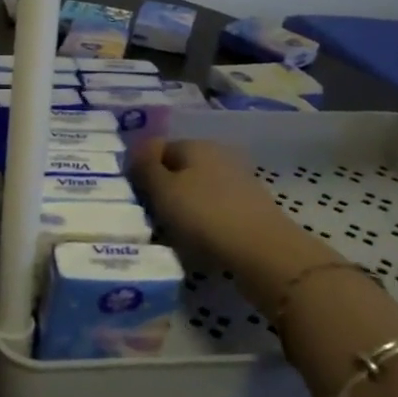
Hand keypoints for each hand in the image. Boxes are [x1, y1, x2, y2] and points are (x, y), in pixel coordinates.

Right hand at [131, 139, 297, 269]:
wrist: (264, 252)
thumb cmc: (205, 215)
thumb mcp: (163, 190)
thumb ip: (146, 166)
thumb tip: (139, 148)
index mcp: (195, 144)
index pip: (159, 149)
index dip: (143, 170)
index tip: (134, 198)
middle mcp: (218, 155)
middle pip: (180, 170)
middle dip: (164, 191)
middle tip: (150, 218)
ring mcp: (239, 181)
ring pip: (199, 192)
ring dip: (184, 210)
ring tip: (172, 236)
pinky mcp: (251, 208)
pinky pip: (216, 211)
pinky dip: (204, 224)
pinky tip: (199, 243)